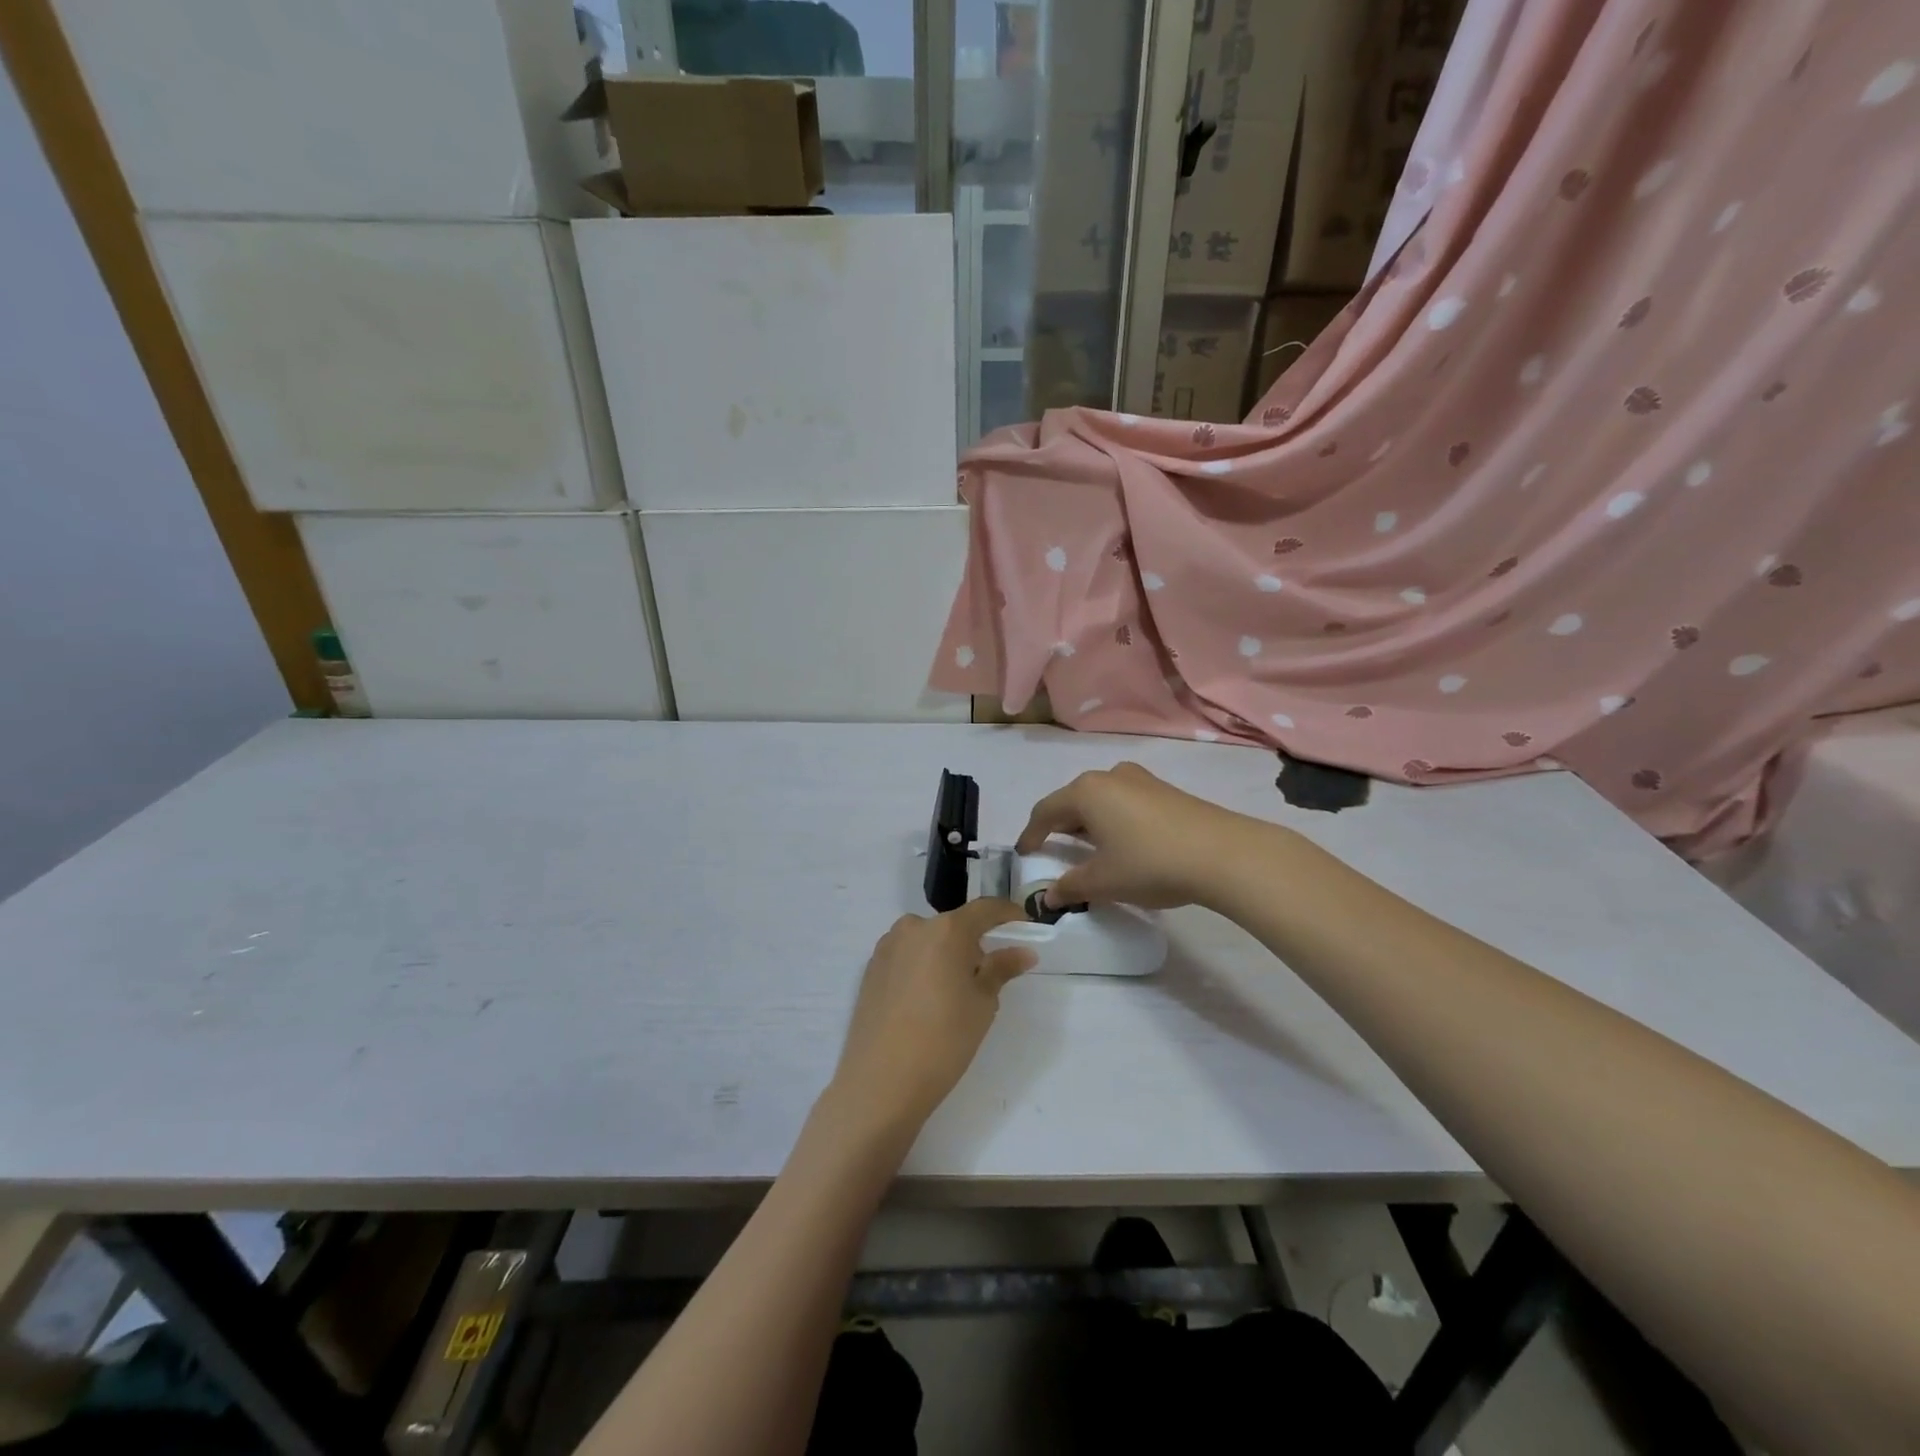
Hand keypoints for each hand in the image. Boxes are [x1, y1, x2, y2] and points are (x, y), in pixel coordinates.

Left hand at [830, 899, 1035, 1130]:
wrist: (880, 1082)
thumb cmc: (943, 1040)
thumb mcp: (982, 1004)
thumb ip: (1001, 969)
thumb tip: (1023, 952)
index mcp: (946, 929)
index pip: (985, 909)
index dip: (1008, 914)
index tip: (1025, 927)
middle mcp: (914, 927)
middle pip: (953, 925)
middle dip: (973, 943)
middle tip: (987, 976)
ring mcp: (887, 946)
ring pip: (928, 940)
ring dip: (945, 955)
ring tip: (953, 994)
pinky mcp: (870, 968)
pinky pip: (907, 956)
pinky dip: (922, 967)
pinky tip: (925, 1002)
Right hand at [1016, 761, 1274, 909]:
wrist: (1223, 854)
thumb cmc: (1151, 863)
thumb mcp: (1104, 882)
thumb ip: (1071, 887)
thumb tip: (1049, 897)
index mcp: (1086, 792)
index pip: (1045, 811)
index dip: (1031, 833)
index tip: (1024, 852)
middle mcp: (1109, 776)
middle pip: (1073, 800)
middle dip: (1060, 826)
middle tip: (1052, 849)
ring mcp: (1141, 780)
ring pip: (1101, 799)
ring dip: (1088, 822)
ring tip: (1087, 847)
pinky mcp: (1165, 790)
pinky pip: (1124, 802)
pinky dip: (1112, 820)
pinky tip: (1121, 842)